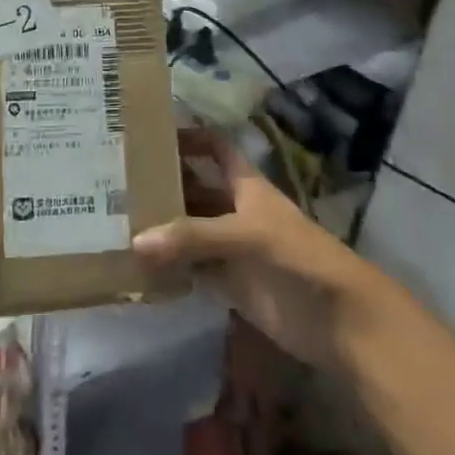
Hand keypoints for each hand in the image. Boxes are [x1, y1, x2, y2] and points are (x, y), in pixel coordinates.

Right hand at [133, 128, 400, 370]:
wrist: (340, 320)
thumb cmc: (299, 258)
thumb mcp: (248, 235)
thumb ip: (194, 237)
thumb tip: (137, 241)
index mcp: (245, 186)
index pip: (214, 148)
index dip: (188, 137)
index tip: (149, 134)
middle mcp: (235, 210)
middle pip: (194, 189)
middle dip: (163, 185)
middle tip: (114, 183)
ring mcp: (231, 248)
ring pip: (189, 231)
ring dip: (161, 228)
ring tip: (114, 222)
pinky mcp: (230, 284)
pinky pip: (192, 269)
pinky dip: (169, 267)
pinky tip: (137, 266)